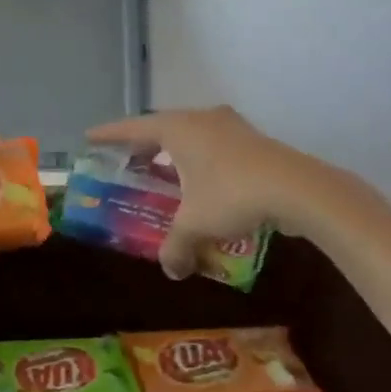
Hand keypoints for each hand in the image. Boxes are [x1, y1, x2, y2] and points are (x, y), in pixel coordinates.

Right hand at [87, 106, 327, 279]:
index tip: (89, 137)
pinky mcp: (254, 141)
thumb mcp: (196, 224)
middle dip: (143, 145)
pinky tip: (200, 182)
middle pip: (162, 127)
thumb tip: (171, 271)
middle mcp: (201, 119)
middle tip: (127, 160)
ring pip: (192, 135)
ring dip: (175, 152)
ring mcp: (231, 127)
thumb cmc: (233, 195)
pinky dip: (199, 159)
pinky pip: (214, 145)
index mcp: (178, 128)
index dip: (109, 135)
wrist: (301, 189)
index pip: (133, 128)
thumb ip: (176, 246)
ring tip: (162, 172)